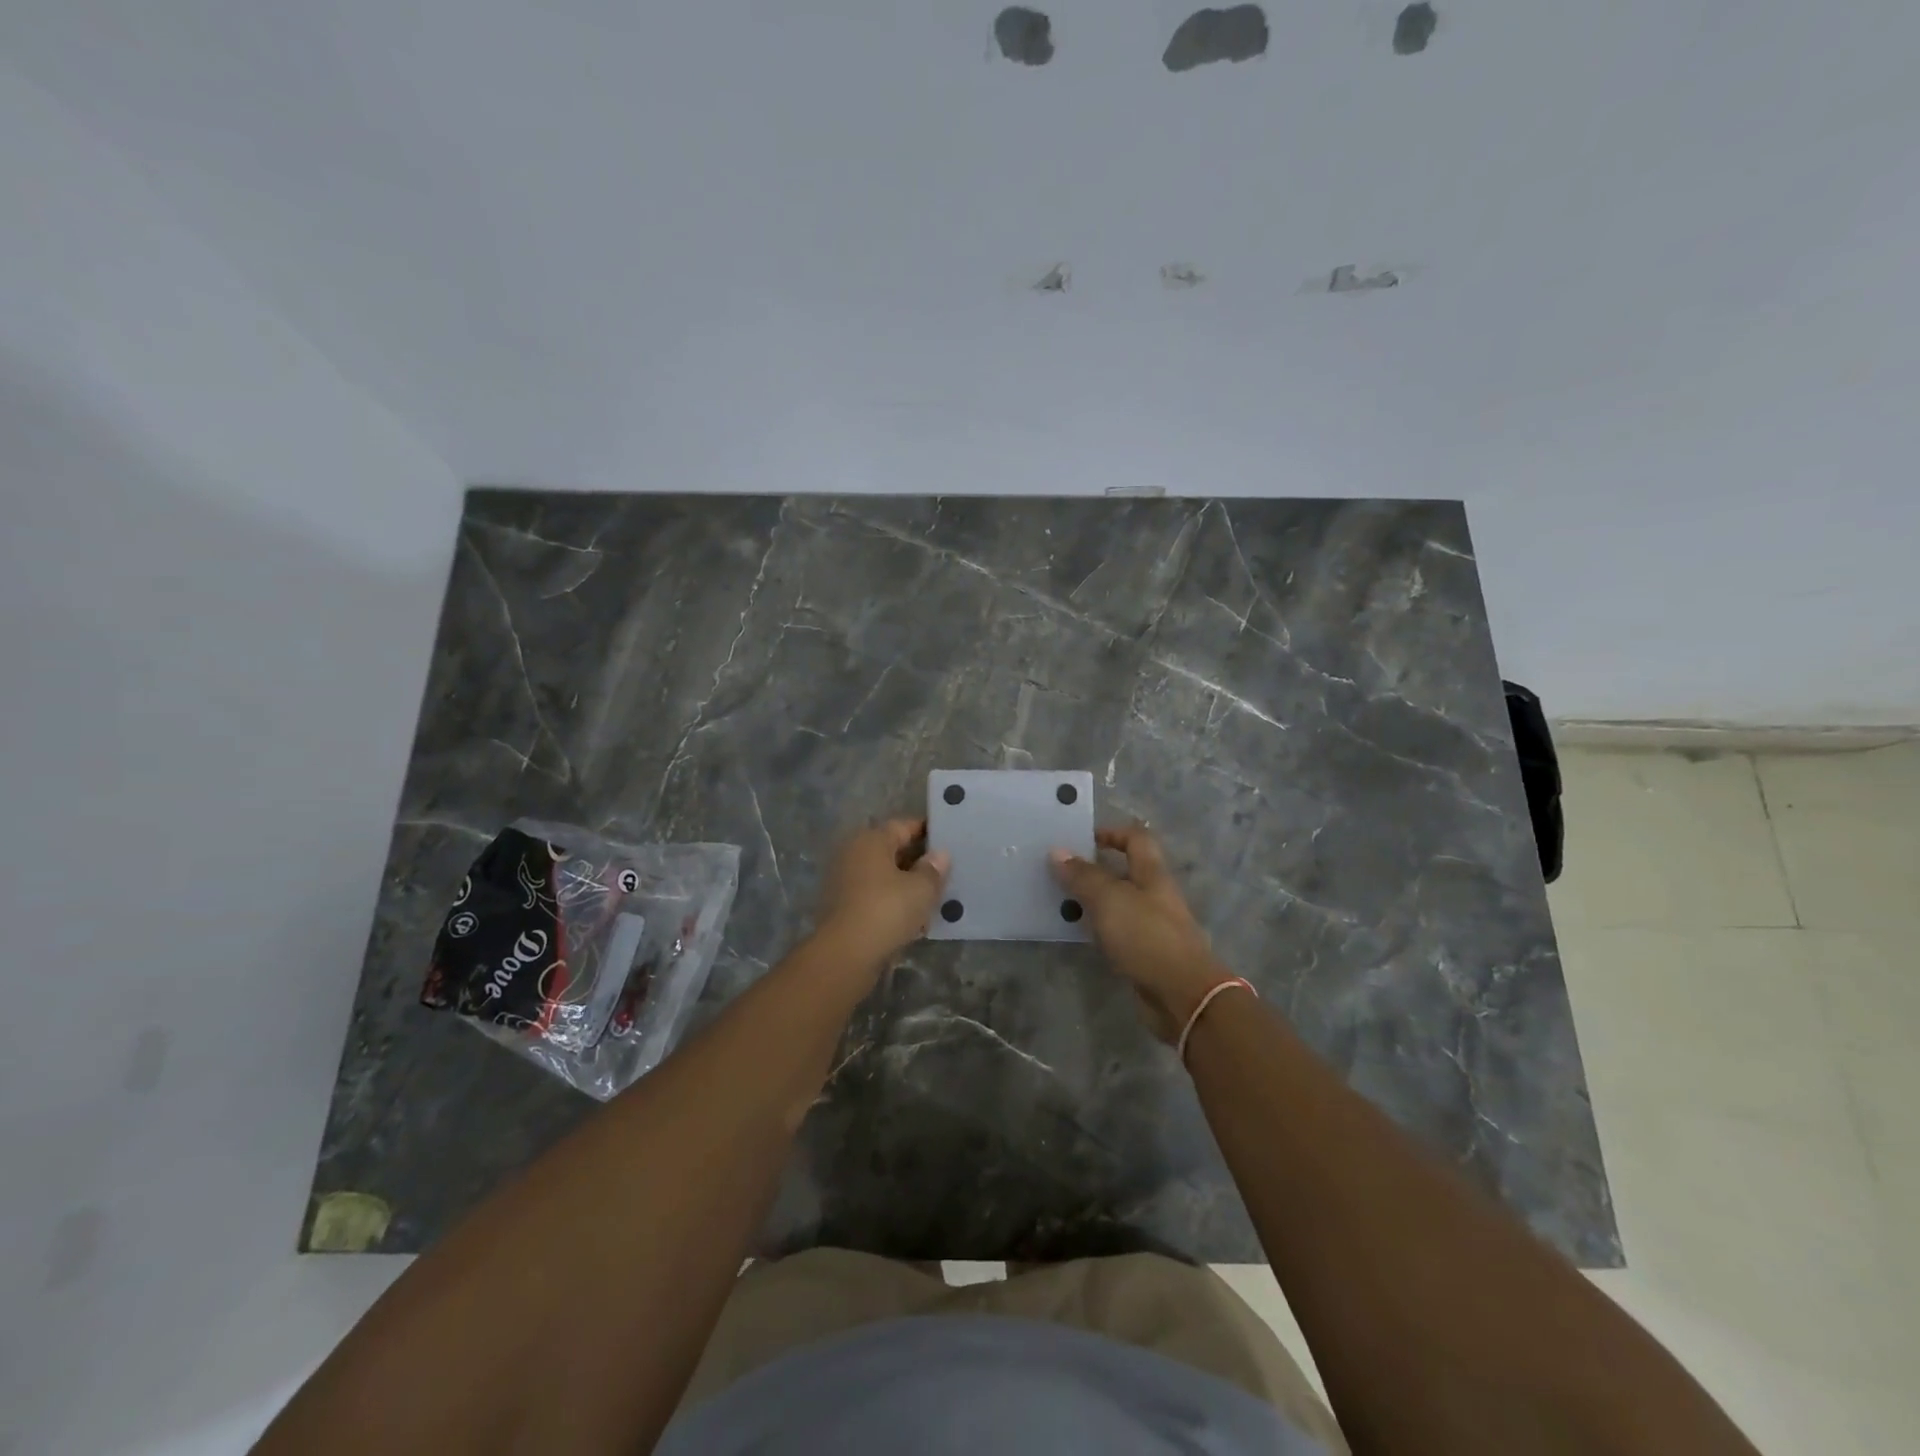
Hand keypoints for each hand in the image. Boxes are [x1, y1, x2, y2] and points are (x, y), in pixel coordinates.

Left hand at [813, 817, 949, 967]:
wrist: (845, 955)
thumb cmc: (886, 910)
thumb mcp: (921, 889)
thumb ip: (933, 869)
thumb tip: (940, 855)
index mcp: (871, 840)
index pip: (903, 826)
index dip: (927, 831)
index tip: (948, 841)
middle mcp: (853, 854)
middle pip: (892, 851)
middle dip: (919, 862)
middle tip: (947, 872)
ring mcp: (845, 882)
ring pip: (885, 877)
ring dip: (907, 886)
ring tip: (935, 898)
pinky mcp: (843, 909)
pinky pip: (876, 898)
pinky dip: (894, 904)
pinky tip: (915, 921)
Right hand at [1051, 824, 1227, 1041]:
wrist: (1183, 994)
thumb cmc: (1146, 936)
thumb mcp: (1109, 899)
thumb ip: (1083, 876)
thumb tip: (1057, 851)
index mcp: (1152, 874)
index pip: (1137, 838)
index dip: (1112, 833)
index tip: (1082, 840)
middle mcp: (1155, 895)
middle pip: (1126, 871)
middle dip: (1095, 869)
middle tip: (1061, 872)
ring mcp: (1153, 925)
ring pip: (1120, 902)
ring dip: (1093, 900)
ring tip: (1060, 901)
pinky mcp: (1147, 952)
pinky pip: (1119, 930)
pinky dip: (1099, 928)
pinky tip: (1078, 933)